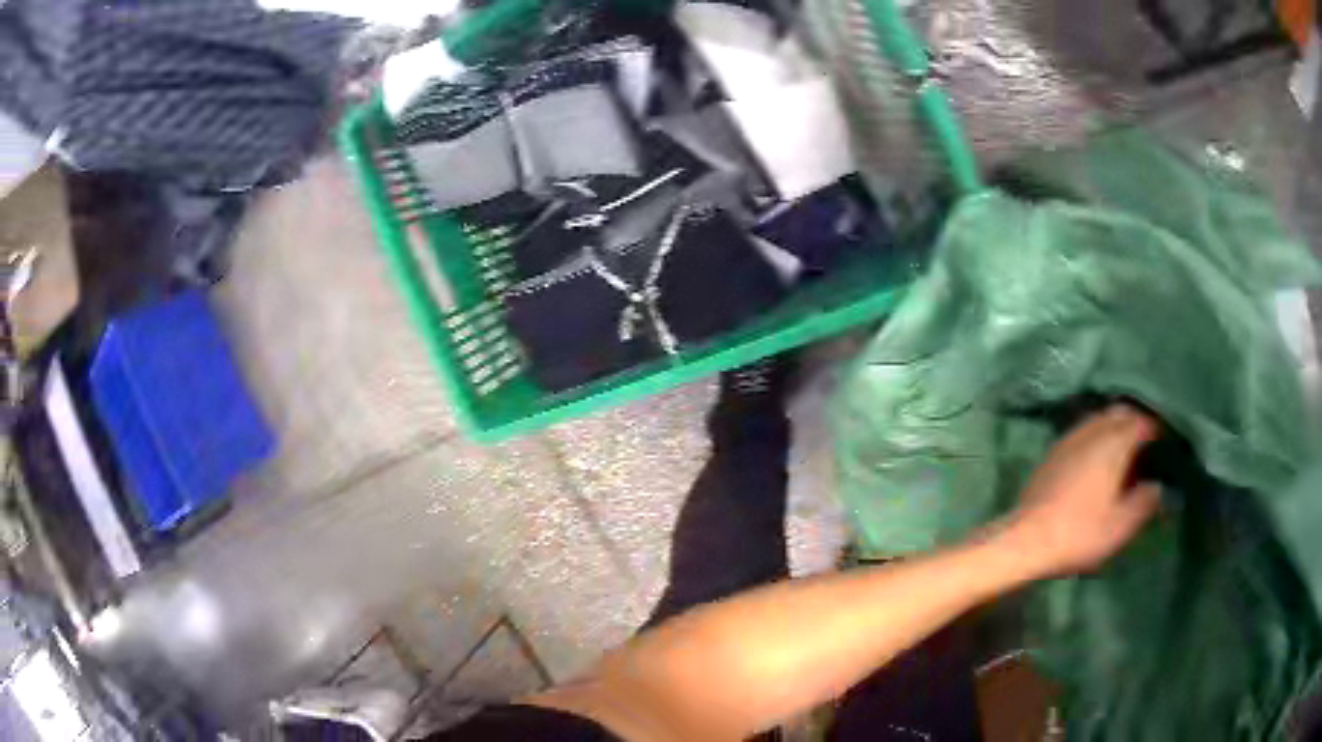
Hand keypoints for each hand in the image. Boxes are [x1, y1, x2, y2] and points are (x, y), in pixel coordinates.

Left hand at [1005, 405, 1161, 576]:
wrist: (1025, 540)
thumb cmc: (1080, 533)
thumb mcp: (1121, 525)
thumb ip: (1146, 501)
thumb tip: (1160, 486)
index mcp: (1114, 442)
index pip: (1143, 422)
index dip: (1158, 429)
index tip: (1169, 442)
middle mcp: (1092, 431)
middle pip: (1121, 413)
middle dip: (1137, 422)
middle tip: (1150, 444)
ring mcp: (1069, 438)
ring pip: (1099, 419)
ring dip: (1116, 427)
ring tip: (1127, 451)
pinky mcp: (1053, 453)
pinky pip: (1083, 432)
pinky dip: (1097, 436)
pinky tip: (1099, 459)